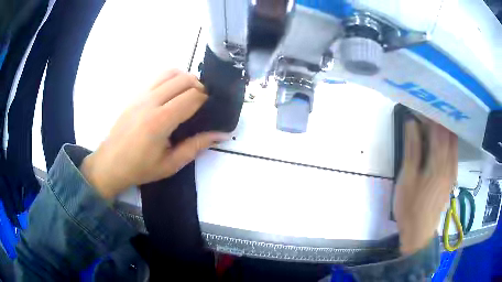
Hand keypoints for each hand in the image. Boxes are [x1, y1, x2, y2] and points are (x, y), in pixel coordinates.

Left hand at [80, 70, 228, 198]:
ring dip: (185, 79)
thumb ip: (196, 146)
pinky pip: (157, 77)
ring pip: (170, 73)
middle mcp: (150, 102)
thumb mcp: (171, 164)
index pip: (192, 96)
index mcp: (160, 121)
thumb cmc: (140, 168)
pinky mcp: (135, 94)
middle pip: (183, 79)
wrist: (110, 164)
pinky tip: (171, 94)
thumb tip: (221, 134)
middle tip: (201, 102)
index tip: (209, 108)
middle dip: (199, 86)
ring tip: (188, 94)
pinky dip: (171, 79)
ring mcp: (141, 95)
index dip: (205, 99)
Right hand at [394, 117, 457, 254]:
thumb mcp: (407, 178)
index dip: (430, 115)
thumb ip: (412, 149)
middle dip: (438, 119)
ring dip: (444, 128)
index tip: (420, 106)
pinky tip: (439, 139)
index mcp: (439, 164)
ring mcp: (453, 170)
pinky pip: (453, 151)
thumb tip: (412, 123)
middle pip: (449, 133)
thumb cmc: (410, 207)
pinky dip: (447, 140)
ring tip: (431, 122)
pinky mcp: (452, 176)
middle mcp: (450, 163)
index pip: (439, 129)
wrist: (419, 233)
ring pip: (453, 141)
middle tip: (425, 111)